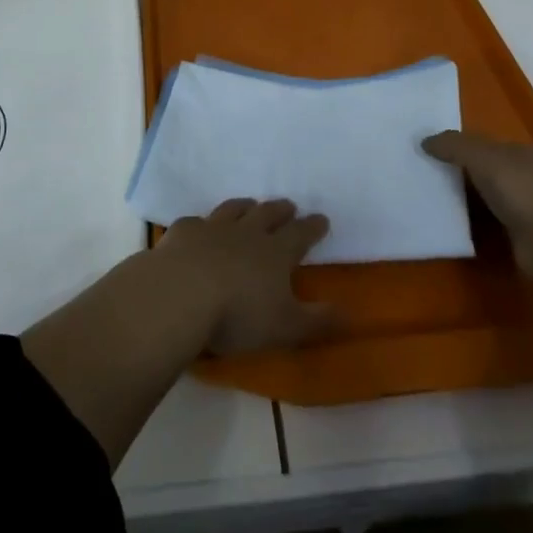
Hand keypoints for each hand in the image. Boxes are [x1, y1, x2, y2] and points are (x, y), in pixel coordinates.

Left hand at [155, 198, 336, 354]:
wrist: (181, 294)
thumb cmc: (238, 315)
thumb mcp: (287, 327)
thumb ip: (319, 321)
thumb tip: (352, 314)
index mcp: (275, 252)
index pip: (300, 234)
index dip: (313, 227)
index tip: (322, 219)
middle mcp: (246, 232)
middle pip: (268, 214)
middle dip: (281, 210)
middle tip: (289, 206)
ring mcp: (213, 227)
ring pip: (233, 209)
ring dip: (245, 206)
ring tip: (250, 205)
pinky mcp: (183, 232)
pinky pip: (197, 222)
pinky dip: (203, 224)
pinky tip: (200, 228)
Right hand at [423, 130, 532, 278]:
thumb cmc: (523, 190)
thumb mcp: (482, 157)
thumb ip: (453, 146)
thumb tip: (423, 140)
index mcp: (515, 153)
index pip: (481, 145)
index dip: (455, 146)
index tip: (426, 153)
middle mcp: (521, 178)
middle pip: (482, 172)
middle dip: (457, 174)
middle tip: (420, 177)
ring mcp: (523, 210)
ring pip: (484, 200)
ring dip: (463, 202)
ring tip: (427, 203)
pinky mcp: (521, 240)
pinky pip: (488, 227)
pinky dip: (472, 227)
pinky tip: (450, 228)